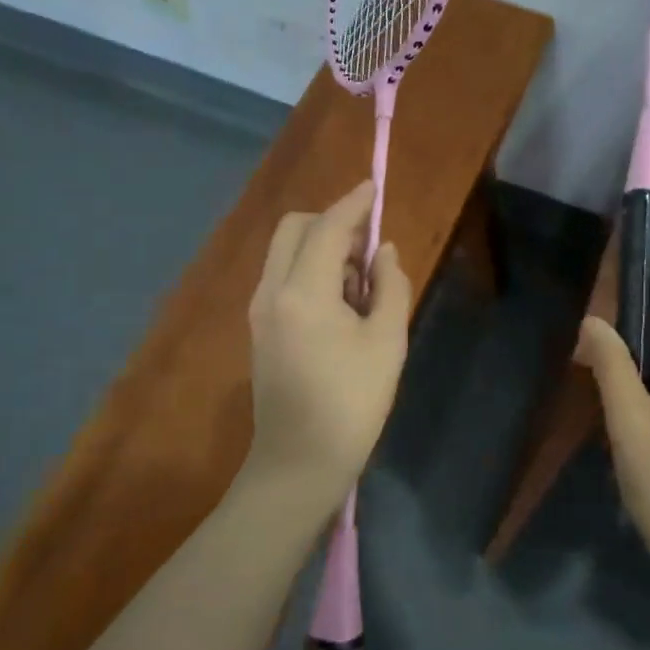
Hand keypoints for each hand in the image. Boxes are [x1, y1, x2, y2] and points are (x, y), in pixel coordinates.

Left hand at [246, 182, 412, 509]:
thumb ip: (390, 287)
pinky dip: (309, 272)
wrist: (299, 464)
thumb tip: (383, 252)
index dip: (353, 203)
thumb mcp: (387, 343)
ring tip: (361, 289)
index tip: (374, 186)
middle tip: (368, 251)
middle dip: (331, 224)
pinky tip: (339, 307)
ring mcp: (259, 310)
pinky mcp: (259, 329)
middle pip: (295, 229)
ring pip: (286, 252)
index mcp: (303, 291)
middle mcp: (271, 291)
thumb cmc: (352, 404)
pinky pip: (282, 278)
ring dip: (321, 250)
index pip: (327, 227)